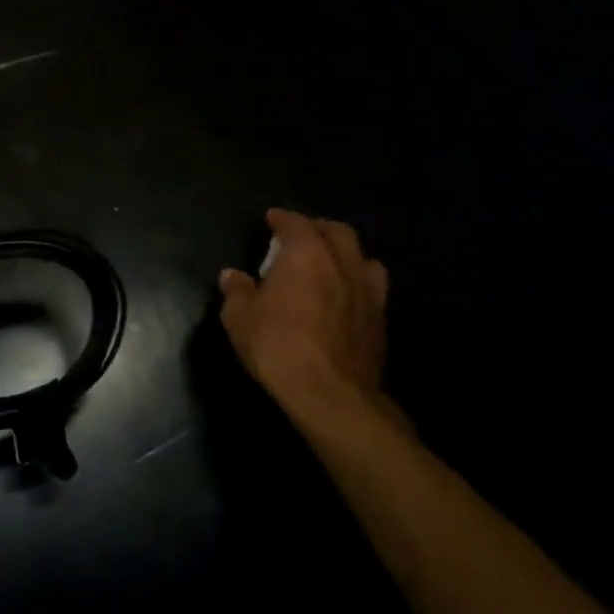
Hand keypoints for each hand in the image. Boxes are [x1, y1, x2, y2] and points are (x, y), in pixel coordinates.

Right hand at [218, 209, 395, 431]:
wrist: (331, 394)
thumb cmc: (278, 345)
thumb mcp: (240, 318)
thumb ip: (237, 291)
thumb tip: (232, 276)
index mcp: (306, 254)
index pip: (296, 222)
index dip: (282, 218)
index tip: (271, 219)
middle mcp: (341, 264)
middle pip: (338, 232)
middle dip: (318, 228)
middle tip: (301, 236)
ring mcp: (367, 292)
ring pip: (363, 258)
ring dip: (346, 254)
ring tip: (330, 264)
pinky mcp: (380, 322)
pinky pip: (372, 289)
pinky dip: (357, 284)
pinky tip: (344, 298)